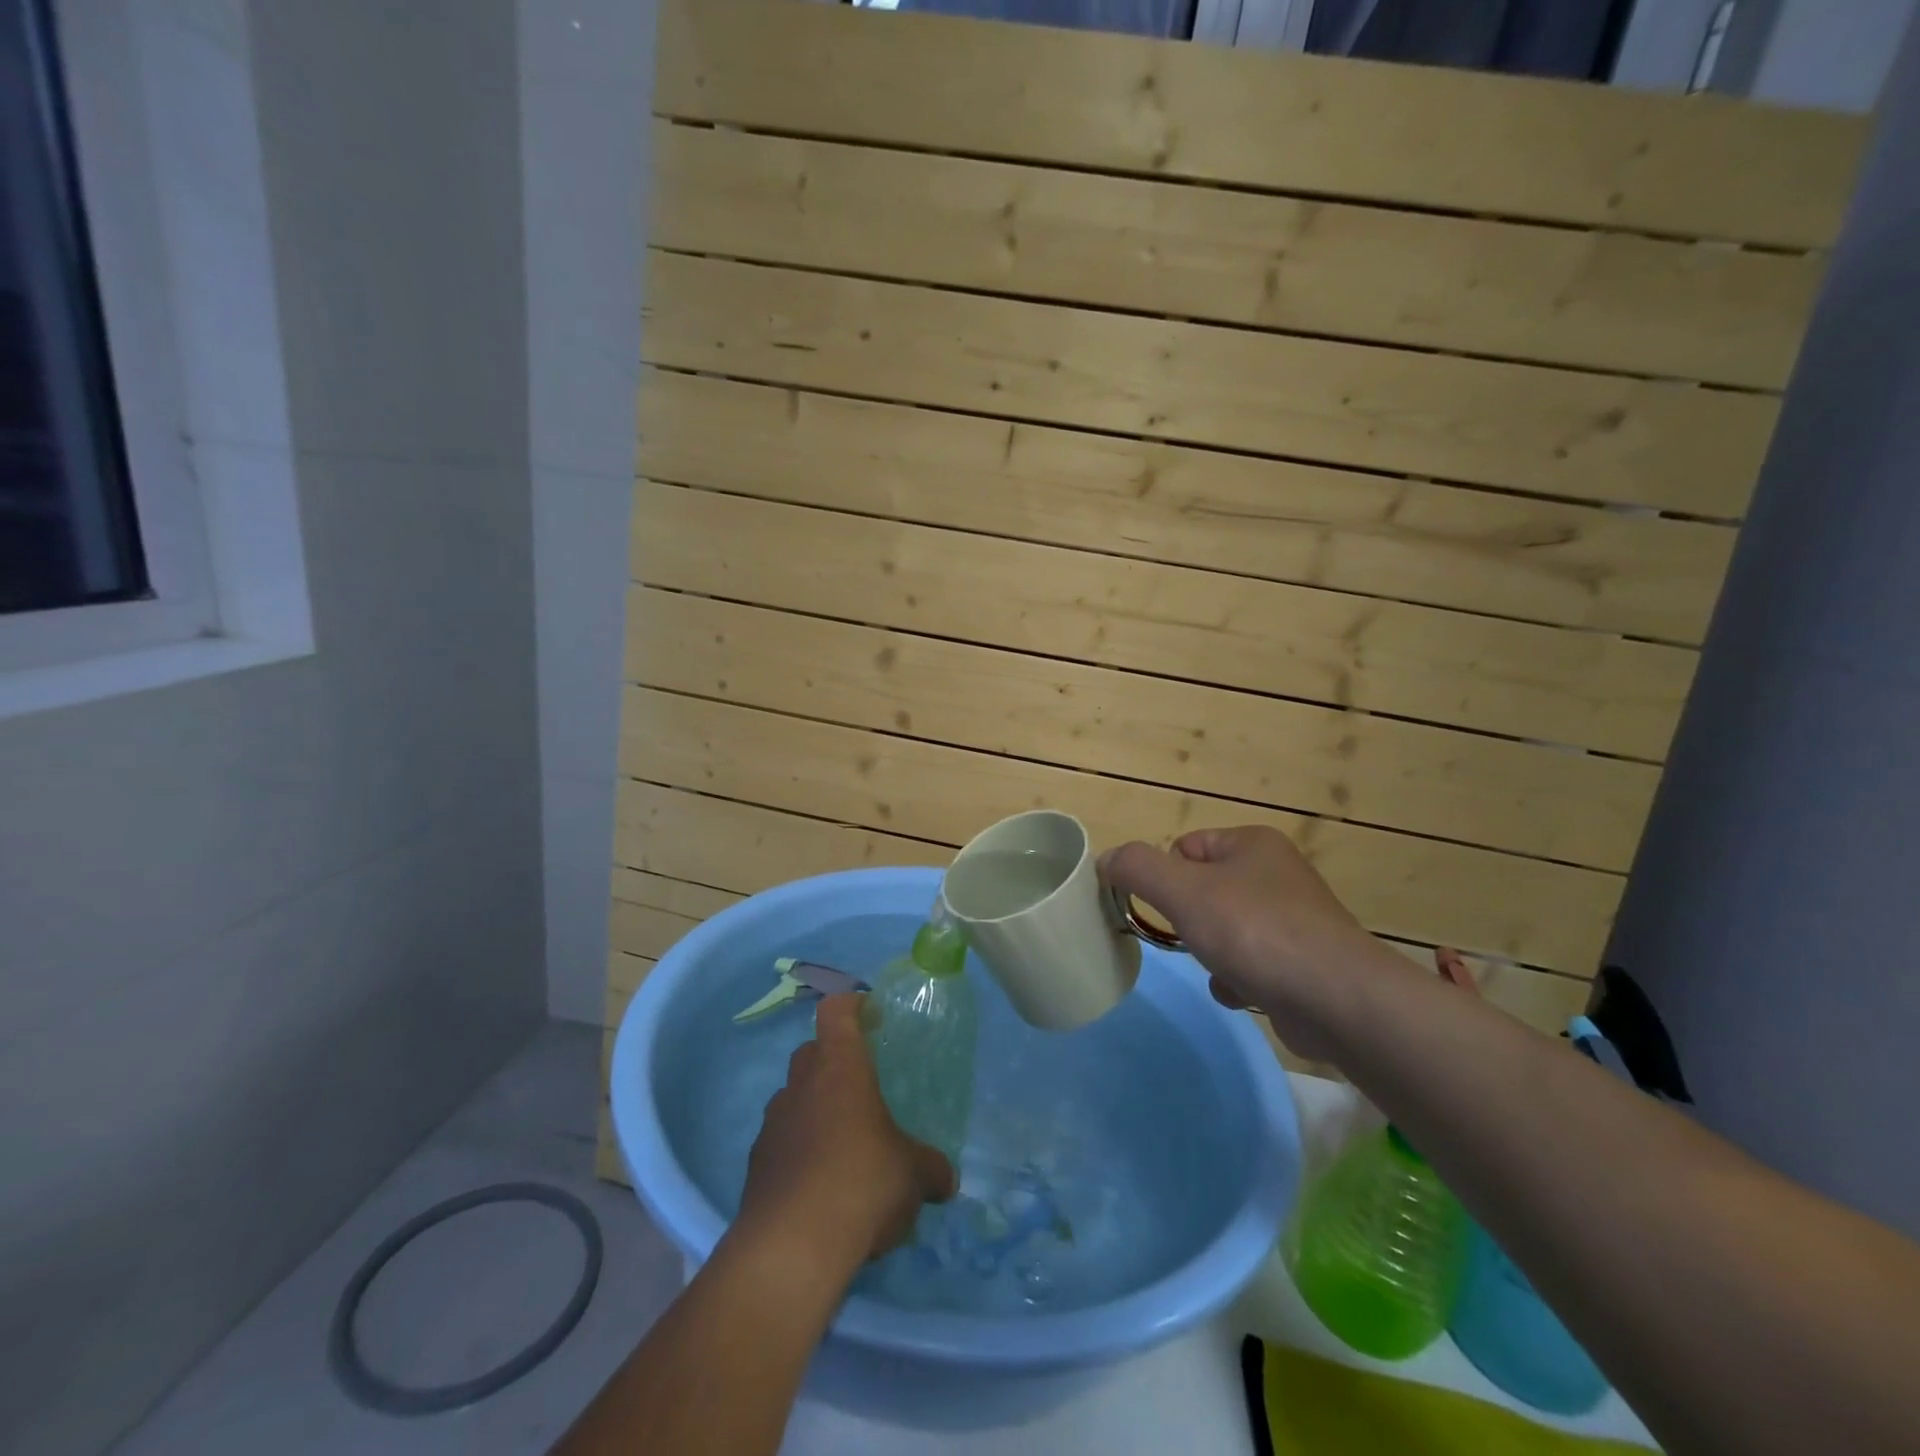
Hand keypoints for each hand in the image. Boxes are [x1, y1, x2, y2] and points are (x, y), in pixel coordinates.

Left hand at [738, 995, 956, 1270]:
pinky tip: (820, 1186)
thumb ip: (931, 1169)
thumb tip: (948, 1180)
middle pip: (811, 1051)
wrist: (790, 1249)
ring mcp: (773, 1123)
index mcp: (840, 1067)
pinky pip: (780, 1141)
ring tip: (842, 1145)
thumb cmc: (861, 1183)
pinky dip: (798, 1151)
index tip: (872, 1016)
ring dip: (814, 1109)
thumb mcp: (912, 1175)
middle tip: (862, 1088)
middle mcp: (801, 1084)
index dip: (853, 1006)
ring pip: (793, 1097)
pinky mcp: (756, 1164)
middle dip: (834, 1061)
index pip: (836, 1010)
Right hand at [1101, 825, 1392, 1059]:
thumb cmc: (1253, 931)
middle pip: (1204, 891)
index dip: (1165, 877)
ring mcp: (1295, 919)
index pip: (1185, 847)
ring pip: (1224, 929)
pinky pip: (1251, 962)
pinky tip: (1243, 993)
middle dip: (1190, 921)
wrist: (1336, 999)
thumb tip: (1106, 860)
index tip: (1163, 907)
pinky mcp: (1304, 962)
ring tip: (1221, 968)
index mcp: (1253, 843)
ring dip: (1212, 953)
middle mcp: (1277, 873)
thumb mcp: (1182, 890)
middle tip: (1191, 938)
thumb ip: (1136, 868)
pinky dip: (1238, 979)